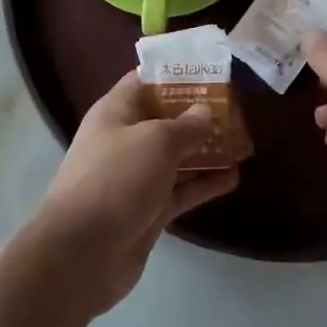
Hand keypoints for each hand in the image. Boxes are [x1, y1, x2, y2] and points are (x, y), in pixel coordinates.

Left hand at [34, 70, 238, 314]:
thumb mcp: (156, 141)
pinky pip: (181, 189)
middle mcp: (125, 139)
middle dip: (199, 114)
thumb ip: (186, 125)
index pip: (146, 80)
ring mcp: (137, 177)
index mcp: (117, 111)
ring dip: (207, 149)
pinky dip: (205, 183)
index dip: (176, 74)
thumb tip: (206, 112)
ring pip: (177, 155)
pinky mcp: (148, 210)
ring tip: (244, 141)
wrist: (82, 253)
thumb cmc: (116, 179)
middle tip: (237, 110)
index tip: (211, 73)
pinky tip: (235, 177)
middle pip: (166, 118)